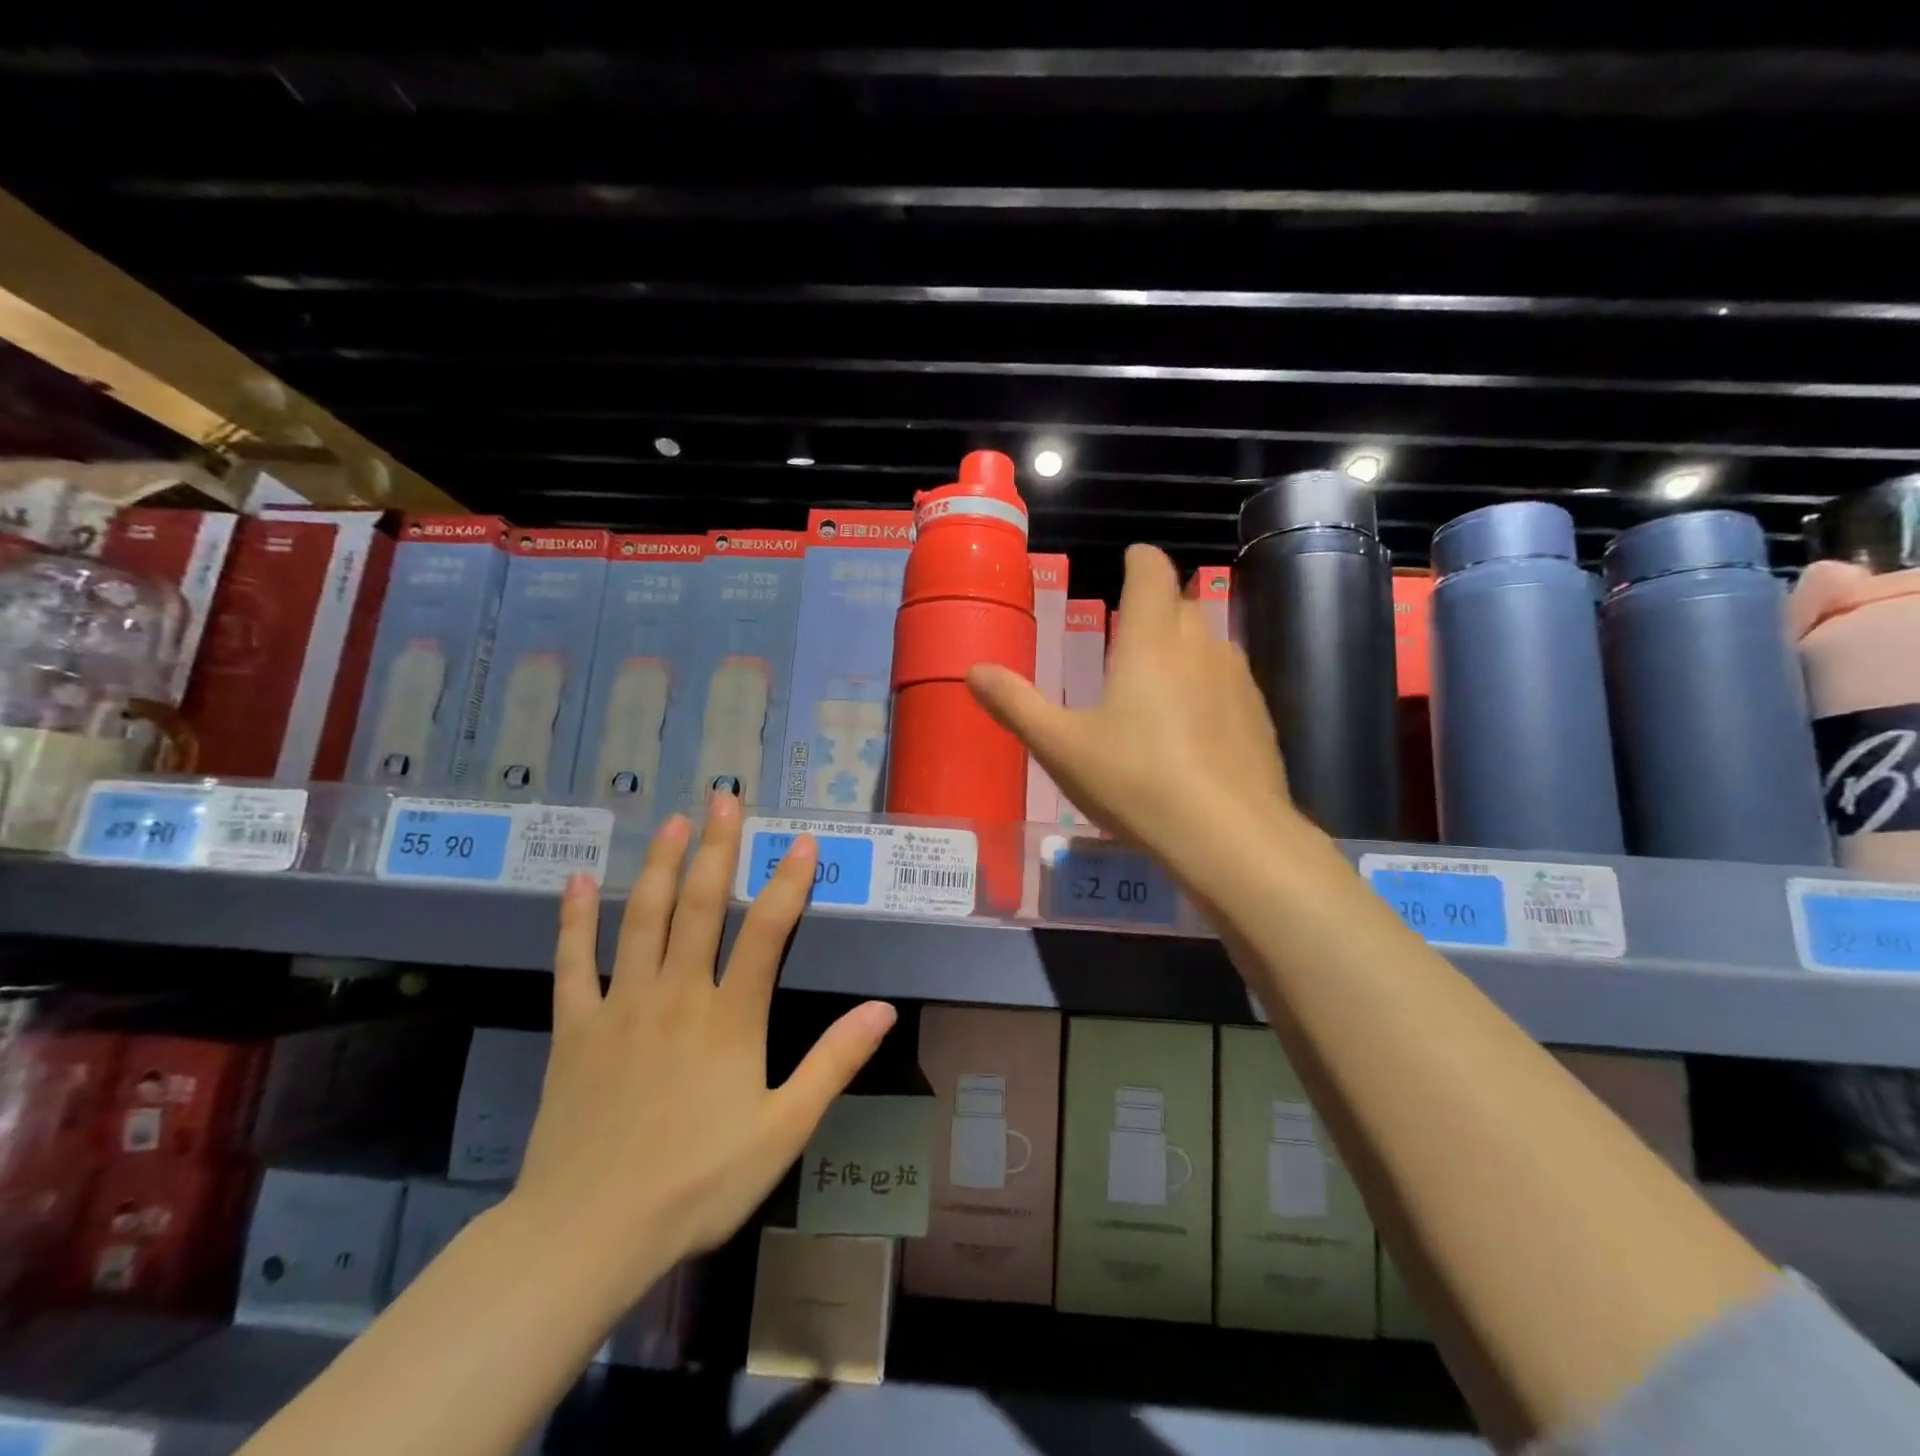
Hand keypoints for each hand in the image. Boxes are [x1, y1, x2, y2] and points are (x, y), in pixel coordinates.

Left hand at [510, 794, 896, 1304]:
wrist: (588, 1233)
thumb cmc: (697, 1183)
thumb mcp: (782, 1130)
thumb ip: (833, 1064)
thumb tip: (883, 1009)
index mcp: (729, 1018)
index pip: (767, 932)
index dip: (788, 883)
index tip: (801, 841)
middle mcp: (677, 995)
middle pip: (701, 907)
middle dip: (717, 849)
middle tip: (724, 798)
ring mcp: (621, 1006)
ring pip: (643, 920)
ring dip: (661, 866)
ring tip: (673, 823)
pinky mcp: (575, 1028)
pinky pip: (573, 963)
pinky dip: (575, 920)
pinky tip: (578, 881)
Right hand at [968, 544, 1304, 885]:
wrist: (1228, 838)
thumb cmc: (1135, 782)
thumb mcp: (1061, 747)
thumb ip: (1016, 704)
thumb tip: (974, 670)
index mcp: (1150, 641)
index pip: (1152, 572)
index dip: (1139, 560)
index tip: (1128, 561)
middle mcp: (1201, 646)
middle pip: (1181, 605)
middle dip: (1156, 609)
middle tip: (1126, 638)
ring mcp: (1238, 680)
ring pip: (1209, 643)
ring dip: (1183, 649)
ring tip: (1155, 685)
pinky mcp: (1259, 717)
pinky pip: (1228, 682)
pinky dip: (1207, 688)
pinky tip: (1192, 730)